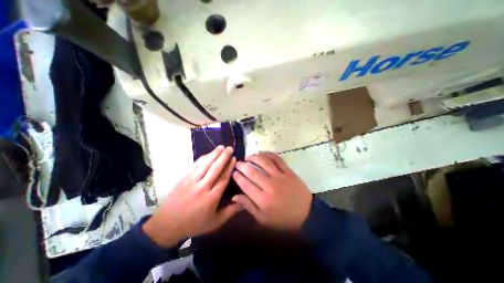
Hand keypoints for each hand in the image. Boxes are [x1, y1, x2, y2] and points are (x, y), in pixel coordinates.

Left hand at [141, 146, 239, 247]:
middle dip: (224, 156)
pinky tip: (209, 153)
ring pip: (205, 164)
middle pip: (215, 168)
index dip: (229, 167)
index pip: (223, 178)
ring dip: (214, 154)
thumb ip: (231, 211)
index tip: (234, 158)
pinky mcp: (184, 177)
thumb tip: (244, 202)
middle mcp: (202, 187)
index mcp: (211, 198)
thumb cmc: (194, 223)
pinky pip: (195, 164)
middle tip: (230, 148)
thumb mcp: (216, 222)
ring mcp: (192, 180)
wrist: (167, 224)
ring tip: (221, 147)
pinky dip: (203, 157)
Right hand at [231, 153, 311, 229]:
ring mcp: (280, 177)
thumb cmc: (282, 218)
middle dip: (242, 166)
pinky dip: (269, 154)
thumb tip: (234, 196)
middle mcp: (270, 186)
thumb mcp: (263, 219)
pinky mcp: (288, 172)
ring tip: (249, 157)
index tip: (234, 172)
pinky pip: (277, 159)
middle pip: (252, 172)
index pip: (245, 184)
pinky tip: (263, 154)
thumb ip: (248, 206)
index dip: (238, 176)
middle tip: (238, 163)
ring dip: (254, 157)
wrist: (306, 214)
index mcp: (262, 199)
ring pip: (264, 162)